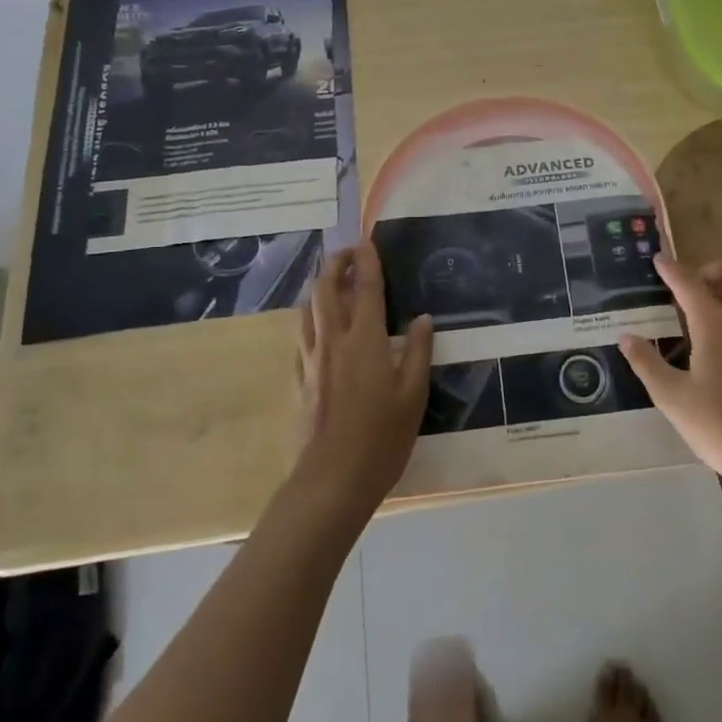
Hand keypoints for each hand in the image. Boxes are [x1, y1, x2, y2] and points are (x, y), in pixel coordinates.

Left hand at [294, 242, 432, 520]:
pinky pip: (302, 337)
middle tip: (346, 253)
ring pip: (308, 311)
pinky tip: (318, 328)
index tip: (367, 241)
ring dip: (319, 288)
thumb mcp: (413, 395)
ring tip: (331, 282)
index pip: (367, 288)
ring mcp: (311, 360)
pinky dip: (311, 320)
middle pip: (326, 290)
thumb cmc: (382, 437)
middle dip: (335, 264)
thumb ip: (418, 352)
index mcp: (366, 340)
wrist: (332, 480)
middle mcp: (334, 341)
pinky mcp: (299, 380)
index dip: (367, 261)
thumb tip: (422, 319)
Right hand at [619, 257, 721, 506]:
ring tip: (693, 316)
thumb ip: (647, 363)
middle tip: (686, 291)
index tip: (658, 259)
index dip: (672, 269)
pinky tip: (711, 344)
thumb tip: (626, 337)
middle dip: (711, 270)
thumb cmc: (718, 426)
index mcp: (716, 325)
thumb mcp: (671, 396)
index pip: (691, 283)